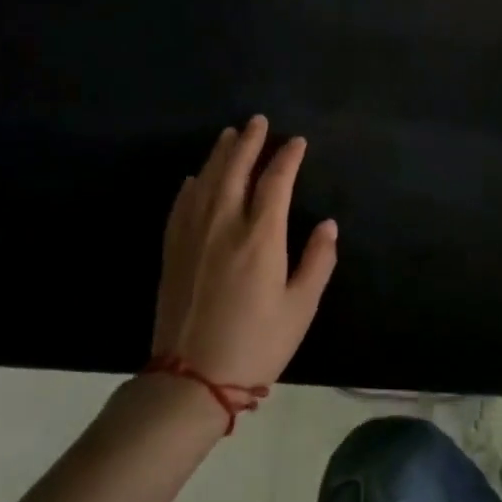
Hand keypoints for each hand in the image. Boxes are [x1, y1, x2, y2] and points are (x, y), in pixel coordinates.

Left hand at [152, 116, 338, 386]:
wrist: (191, 380)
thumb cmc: (257, 343)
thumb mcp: (301, 307)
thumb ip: (318, 261)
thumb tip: (327, 225)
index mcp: (260, 238)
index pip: (276, 183)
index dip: (288, 158)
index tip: (297, 142)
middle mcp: (224, 227)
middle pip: (236, 172)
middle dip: (249, 143)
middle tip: (258, 121)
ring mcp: (193, 238)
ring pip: (207, 183)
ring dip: (220, 155)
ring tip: (230, 135)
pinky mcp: (173, 253)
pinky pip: (181, 207)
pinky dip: (191, 186)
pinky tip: (196, 177)